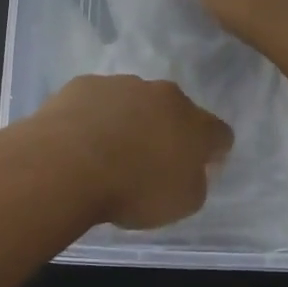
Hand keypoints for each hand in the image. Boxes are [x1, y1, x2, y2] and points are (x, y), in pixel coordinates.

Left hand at [29, 75, 233, 228]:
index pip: (219, 133)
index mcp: (195, 123)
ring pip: (135, 101)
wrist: (67, 164)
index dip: (212, 152)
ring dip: (129, 120)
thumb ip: (194, 181)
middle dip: (168, 130)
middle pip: (175, 111)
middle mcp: (163, 95)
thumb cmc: (133, 189)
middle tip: (149, 161)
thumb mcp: (182, 203)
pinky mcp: (85, 83)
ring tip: (108, 152)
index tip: (197, 169)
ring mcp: (122, 84)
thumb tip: (189, 168)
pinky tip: (80, 140)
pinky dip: (95, 116)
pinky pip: (98, 100)